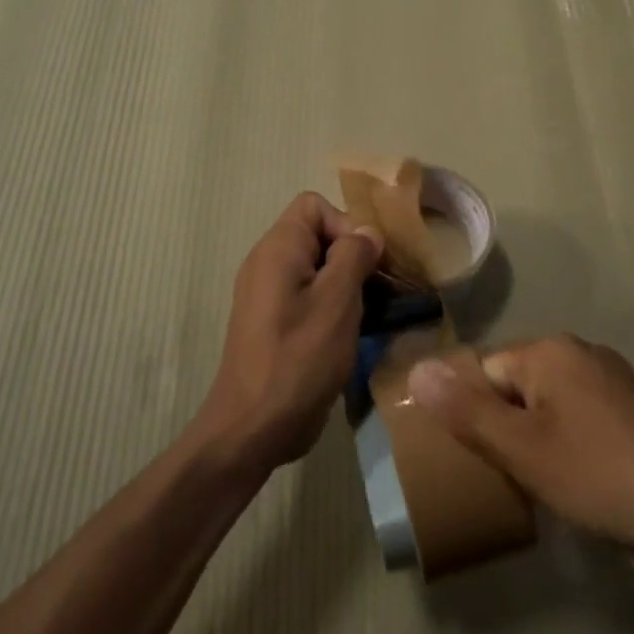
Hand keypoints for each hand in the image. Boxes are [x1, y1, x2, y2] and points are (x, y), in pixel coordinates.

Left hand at [197, 193, 383, 474]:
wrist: (253, 427)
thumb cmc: (298, 359)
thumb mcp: (336, 302)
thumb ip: (354, 256)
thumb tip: (366, 232)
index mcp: (278, 249)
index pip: (314, 206)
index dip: (346, 224)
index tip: (368, 262)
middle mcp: (268, 264)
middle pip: (318, 236)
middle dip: (354, 256)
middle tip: (381, 290)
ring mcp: (268, 296)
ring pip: (317, 270)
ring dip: (348, 285)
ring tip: (374, 314)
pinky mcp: (274, 324)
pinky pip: (308, 297)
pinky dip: (333, 307)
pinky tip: (354, 334)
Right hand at [406, 335, 633, 572]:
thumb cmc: (599, 476)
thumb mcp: (521, 449)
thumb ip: (465, 410)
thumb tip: (417, 368)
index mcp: (552, 351)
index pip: (485, 370)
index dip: (472, 414)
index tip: (474, 457)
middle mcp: (583, 355)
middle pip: (516, 386)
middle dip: (503, 428)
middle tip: (503, 475)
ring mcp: (614, 384)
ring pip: (547, 406)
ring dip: (534, 441)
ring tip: (535, 486)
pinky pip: (579, 421)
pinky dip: (567, 447)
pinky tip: (575, 484)